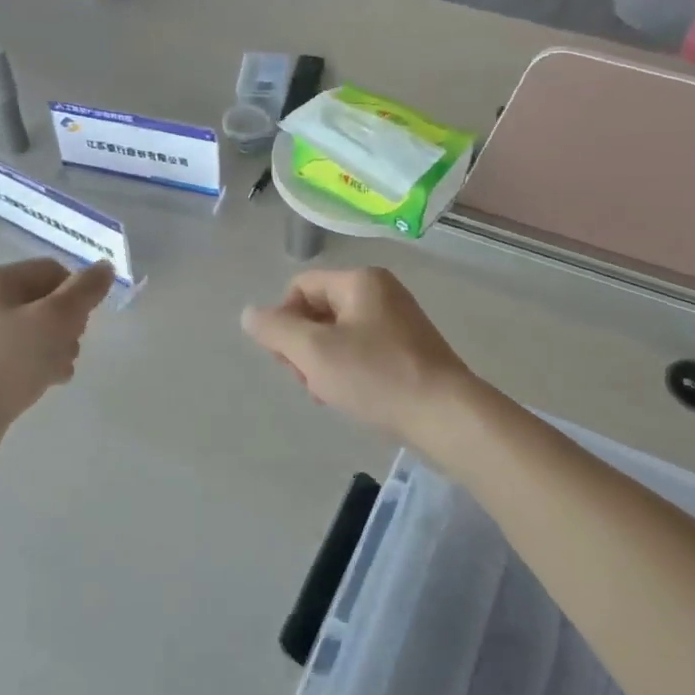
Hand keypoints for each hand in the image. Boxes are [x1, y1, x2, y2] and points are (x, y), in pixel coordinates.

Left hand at [0, 259, 113, 446]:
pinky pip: (22, 353)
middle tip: (68, 349)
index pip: (54, 271)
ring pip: (39, 330)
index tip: (82, 324)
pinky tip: (46, 382)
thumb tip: (105, 267)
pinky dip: (39, 364)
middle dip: (69, 326)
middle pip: (48, 301)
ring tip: (57, 371)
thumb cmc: (9, 361)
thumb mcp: (56, 319)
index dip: (77, 294)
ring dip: (58, 348)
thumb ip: (85, 290)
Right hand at [241, 268, 474, 442]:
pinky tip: (350, 396)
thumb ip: (276, 329)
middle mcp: (381, 291)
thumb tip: (250, 314)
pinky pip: (363, 350)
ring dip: (323, 363)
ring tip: (329, 394)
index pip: (300, 287)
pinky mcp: (409, 349)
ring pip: (339, 334)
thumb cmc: (376, 376)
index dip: (284, 321)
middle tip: (309, 380)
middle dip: (304, 346)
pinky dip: (348, 370)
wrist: (444, 414)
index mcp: (360, 281)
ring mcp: (398, 320)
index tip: (289, 359)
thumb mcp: (314, 352)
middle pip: (319, 310)